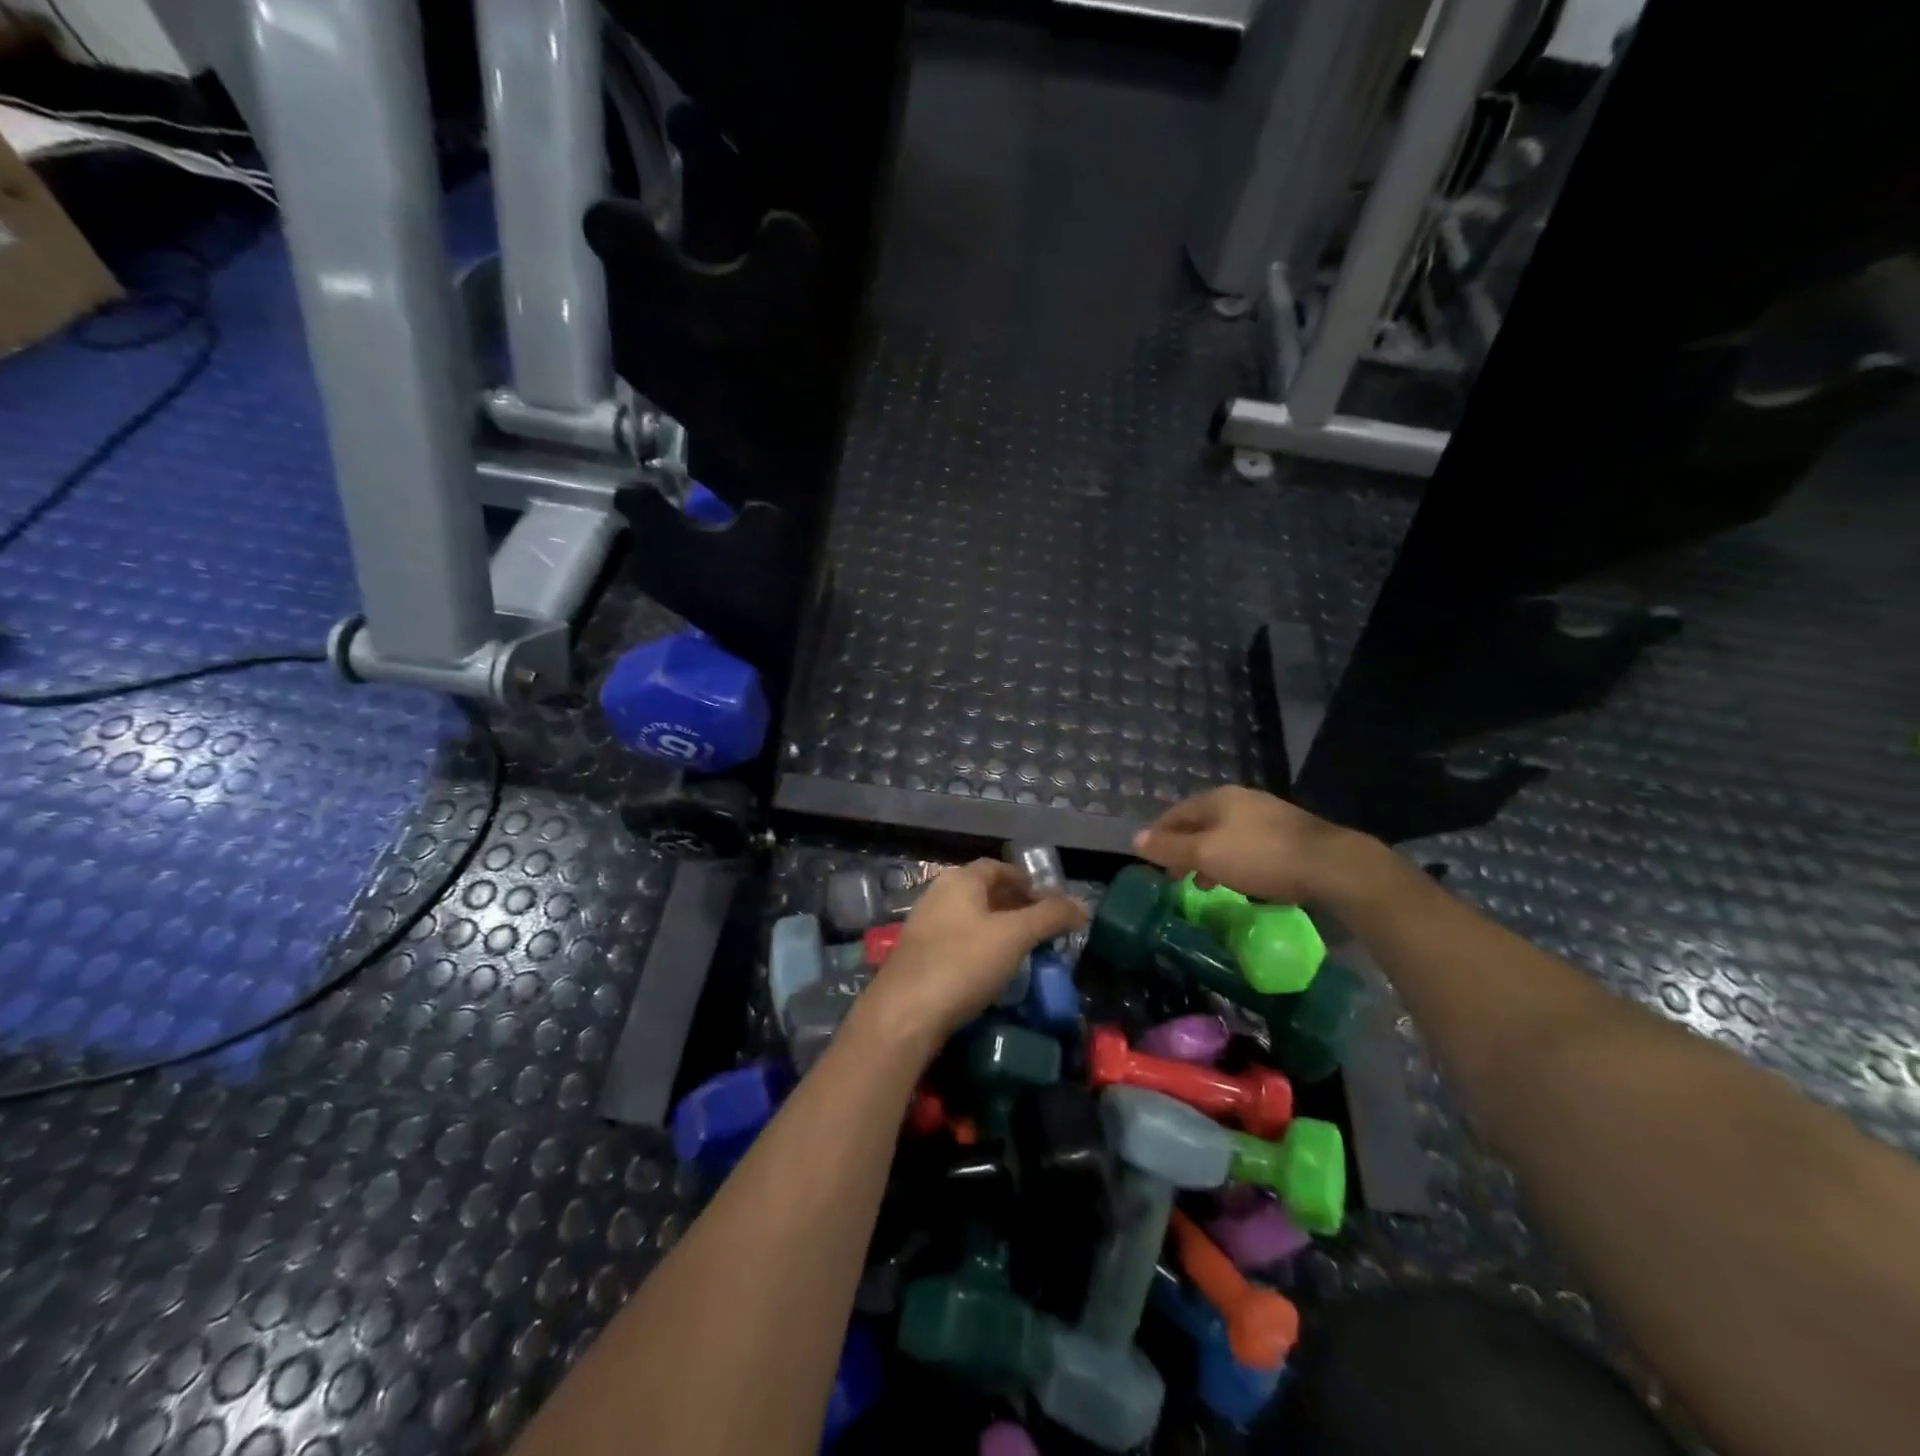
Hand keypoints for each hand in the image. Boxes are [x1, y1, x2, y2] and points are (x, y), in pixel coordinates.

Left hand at [861, 861, 1087, 1047]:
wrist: (905, 1013)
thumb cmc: (963, 963)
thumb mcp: (1014, 936)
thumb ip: (1050, 917)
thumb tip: (1082, 905)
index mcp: (959, 880)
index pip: (998, 868)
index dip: (1026, 881)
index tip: (1050, 903)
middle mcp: (938, 894)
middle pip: (983, 891)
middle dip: (1014, 905)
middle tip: (1042, 928)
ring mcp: (924, 925)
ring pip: (969, 918)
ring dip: (997, 929)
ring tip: (1022, 951)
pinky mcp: (918, 956)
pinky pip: (957, 941)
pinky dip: (979, 948)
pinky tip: (991, 971)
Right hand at [1132, 786, 1379, 906]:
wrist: (1331, 865)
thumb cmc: (1260, 857)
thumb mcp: (1206, 855)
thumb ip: (1169, 848)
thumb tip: (1134, 839)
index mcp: (1217, 799)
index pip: (1174, 813)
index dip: (1158, 836)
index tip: (1150, 862)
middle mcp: (1240, 800)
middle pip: (1199, 823)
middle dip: (1183, 849)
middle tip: (1175, 877)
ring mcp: (1267, 814)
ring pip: (1224, 834)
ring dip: (1208, 857)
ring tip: (1204, 885)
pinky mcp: (1288, 834)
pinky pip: (1247, 844)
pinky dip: (1232, 860)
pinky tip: (1239, 880)